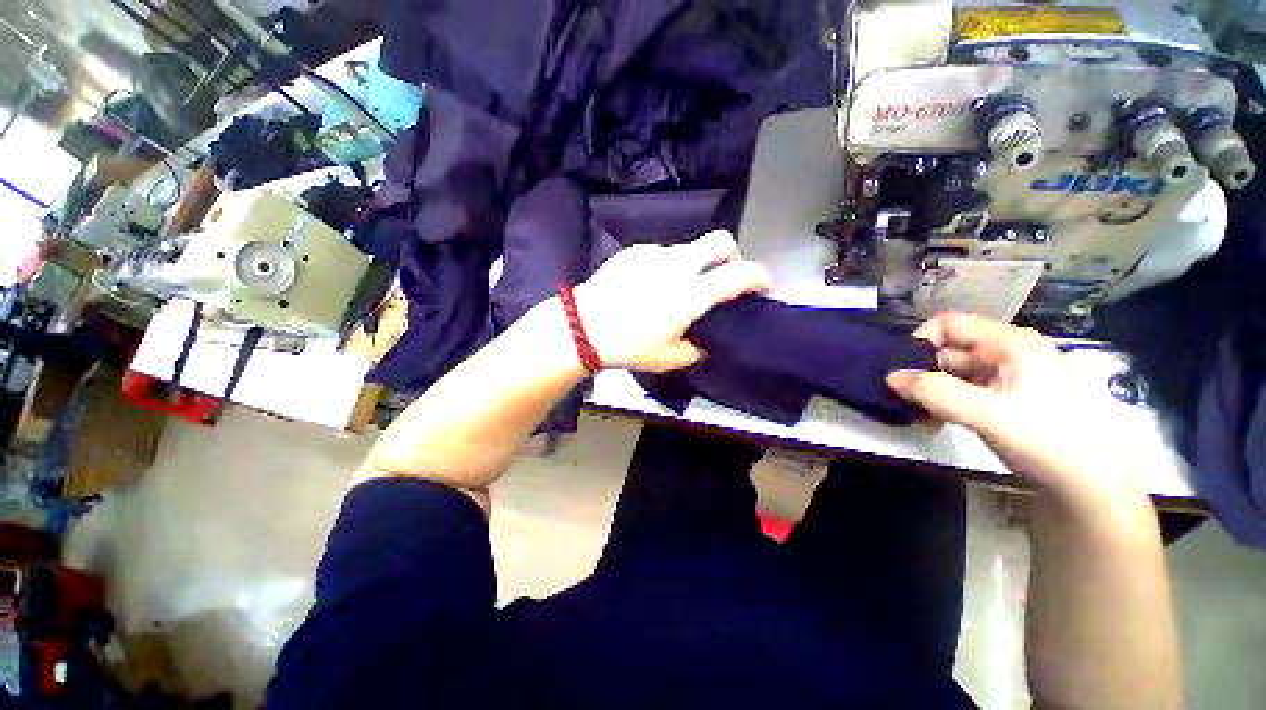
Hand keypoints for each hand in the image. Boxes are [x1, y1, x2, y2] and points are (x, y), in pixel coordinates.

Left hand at [574, 230, 772, 372]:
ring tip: (676, 289)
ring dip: (695, 264)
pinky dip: (667, 266)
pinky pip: (661, 254)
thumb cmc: (628, 345)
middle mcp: (679, 265)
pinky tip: (649, 286)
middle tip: (723, 277)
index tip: (763, 285)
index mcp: (693, 293)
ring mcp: (655, 254)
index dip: (760, 276)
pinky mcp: (634, 251)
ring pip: (689, 249)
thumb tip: (705, 342)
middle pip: (720, 241)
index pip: (741, 273)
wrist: (583, 326)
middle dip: (732, 255)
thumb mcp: (669, 358)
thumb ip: (696, 350)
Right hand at [886, 313, 1145, 508]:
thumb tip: (890, 377)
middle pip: (951, 349)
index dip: (922, 341)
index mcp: (1012, 343)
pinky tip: (936, 422)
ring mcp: (1010, 377)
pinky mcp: (1008, 399)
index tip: (904, 370)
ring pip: (955, 373)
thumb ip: (936, 393)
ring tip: (918, 416)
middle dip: (923, 372)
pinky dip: (946, 403)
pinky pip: (965, 391)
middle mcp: (1010, 353)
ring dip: (932, 391)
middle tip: (905, 400)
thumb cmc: (1046, 441)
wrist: (1089, 488)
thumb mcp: (988, 415)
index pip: (951, 323)